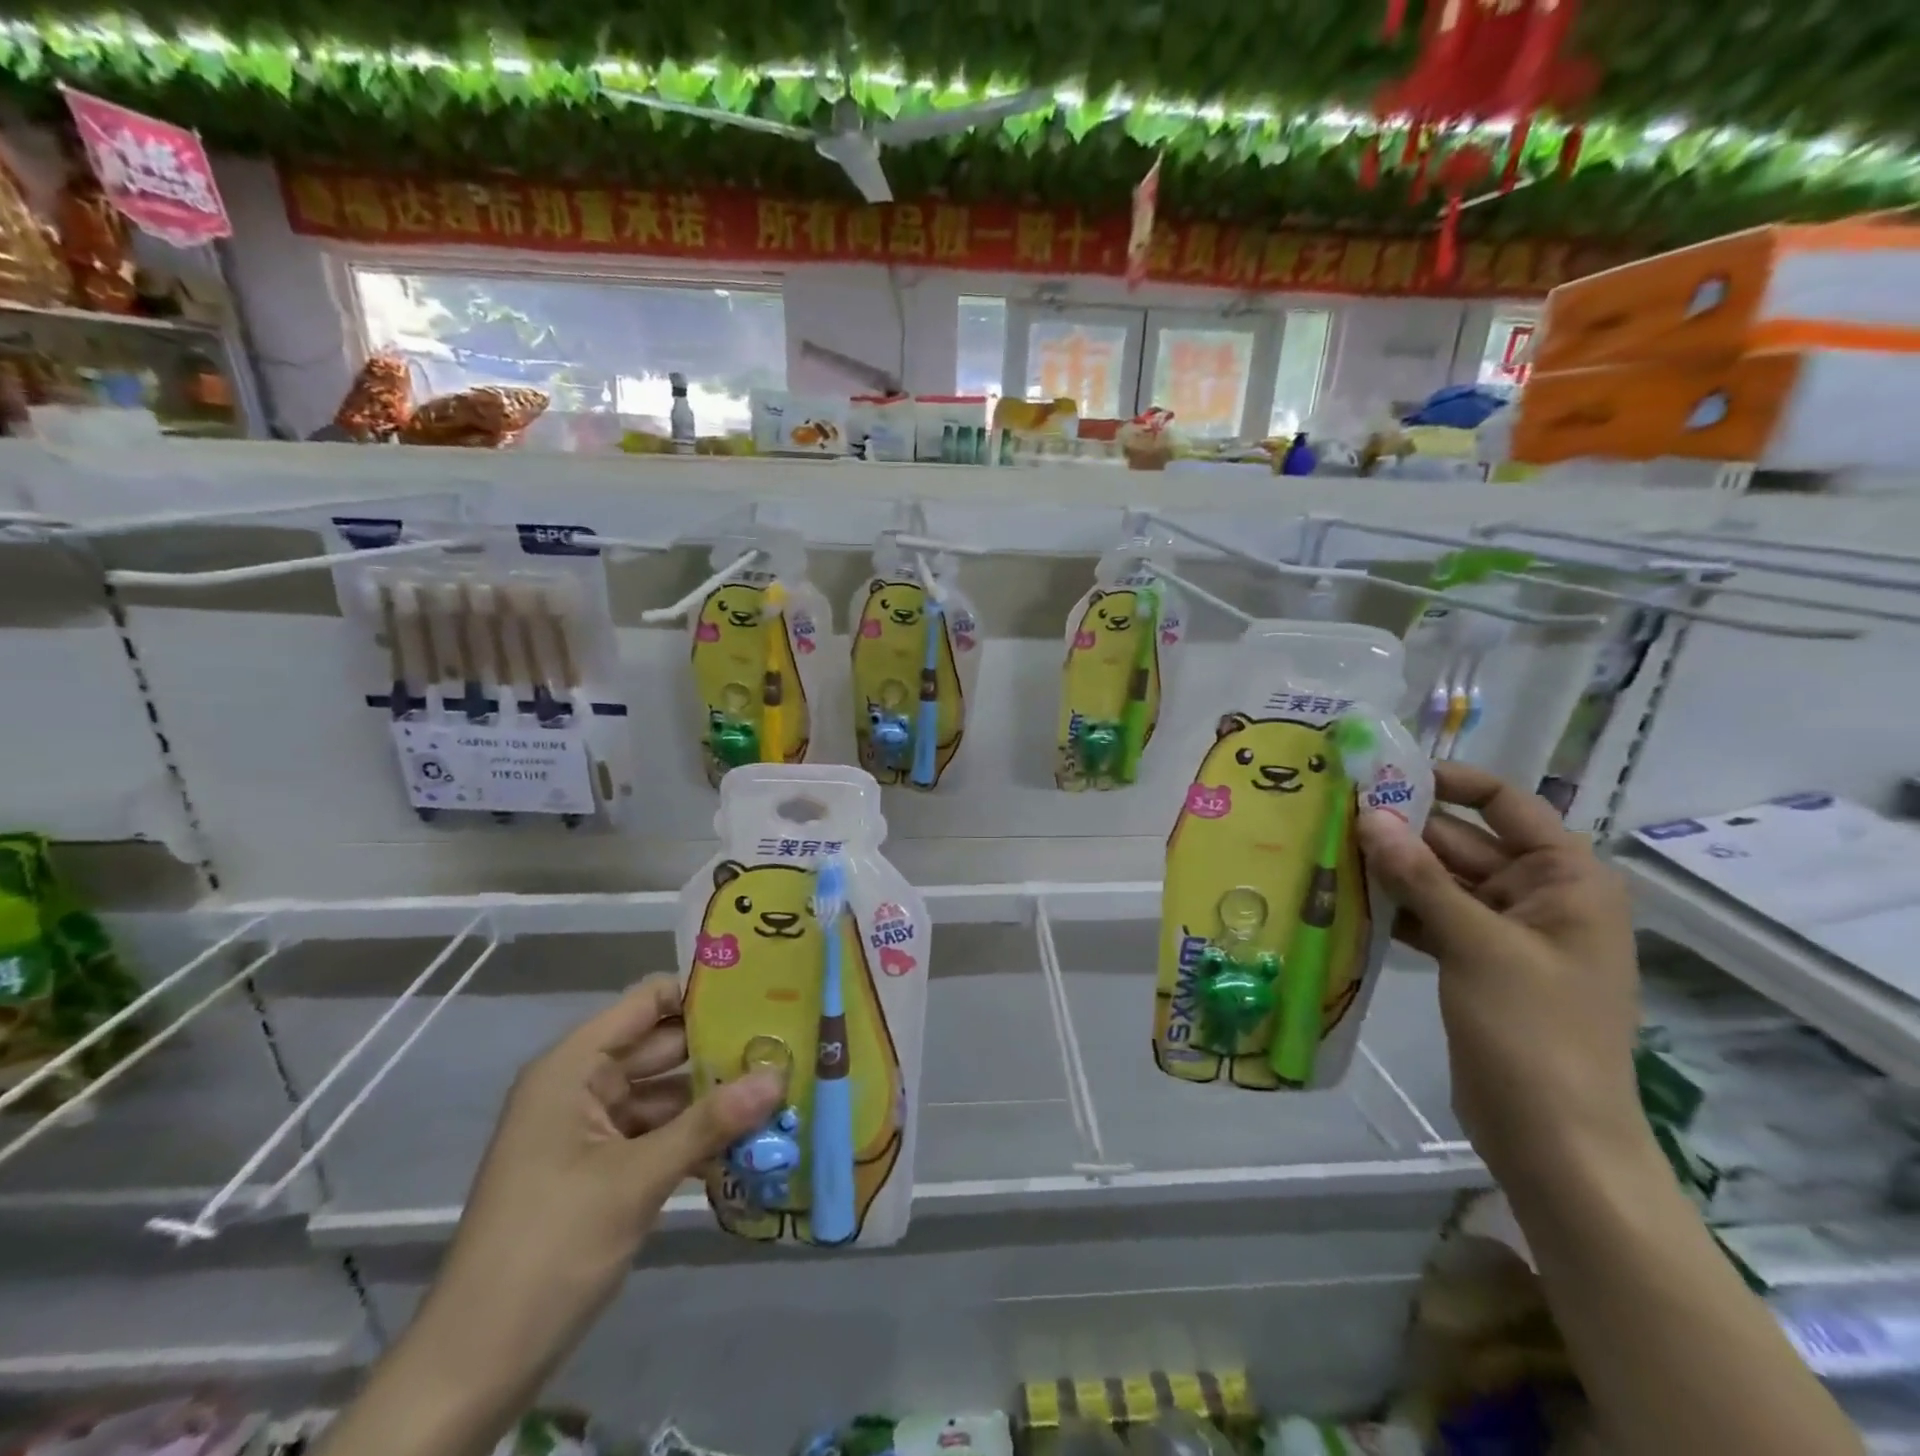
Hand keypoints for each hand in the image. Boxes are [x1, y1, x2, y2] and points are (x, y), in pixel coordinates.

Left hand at [405, 977, 782, 1418]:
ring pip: (666, 1094)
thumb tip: (779, 1076)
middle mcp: (582, 1086)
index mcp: (573, 1067)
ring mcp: (591, 1130)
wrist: (474, 1367)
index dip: (702, 994)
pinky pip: (658, 1135)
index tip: (764, 996)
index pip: (648, 1002)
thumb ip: (710, 1123)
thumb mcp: (636, 1180)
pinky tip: (749, 1142)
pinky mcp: (602, 1170)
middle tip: (789, 1043)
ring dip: (715, 1098)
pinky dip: (696, 1137)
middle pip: (663, 1047)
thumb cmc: (549, 1248)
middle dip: (721, 1050)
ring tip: (783, 1088)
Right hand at [1355, 762, 1646, 1192]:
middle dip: (1402, 830)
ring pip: (1439, 881)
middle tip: (1332, 812)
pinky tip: (1344, 899)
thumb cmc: (1535, 1032)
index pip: (1505, 805)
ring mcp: (1505, 932)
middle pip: (1462, 842)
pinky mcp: (1475, 963)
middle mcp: (1539, 896)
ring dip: (1390, 870)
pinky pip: (1430, 918)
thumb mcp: (1478, 945)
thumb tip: (1370, 816)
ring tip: (1326, 849)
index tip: (1383, 774)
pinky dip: (1394, 909)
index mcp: (1567, 879)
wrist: (1555, 1141)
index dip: (1448, 782)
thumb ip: (1421, 878)